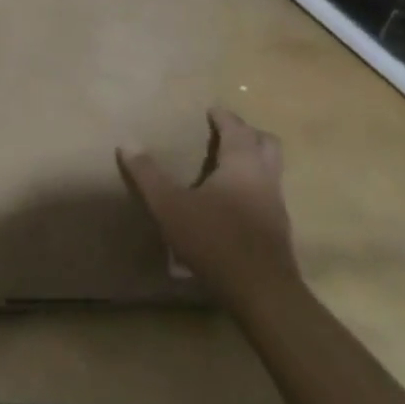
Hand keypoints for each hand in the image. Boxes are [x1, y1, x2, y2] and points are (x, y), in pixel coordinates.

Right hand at [119, 109, 300, 315]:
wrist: (261, 292)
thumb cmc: (214, 239)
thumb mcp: (169, 206)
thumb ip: (148, 174)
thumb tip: (126, 142)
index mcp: (242, 164)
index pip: (237, 128)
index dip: (224, 117)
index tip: (211, 110)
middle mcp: (265, 178)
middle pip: (267, 143)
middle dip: (247, 133)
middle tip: (225, 133)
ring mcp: (276, 205)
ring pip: (271, 169)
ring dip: (253, 160)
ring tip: (226, 166)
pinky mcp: (278, 230)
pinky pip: (268, 194)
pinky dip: (253, 186)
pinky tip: (232, 202)